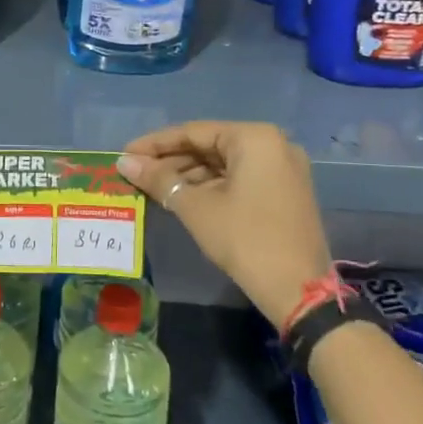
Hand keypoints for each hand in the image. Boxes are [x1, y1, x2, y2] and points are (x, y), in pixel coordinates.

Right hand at [117, 122, 331, 325]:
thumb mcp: (195, 207)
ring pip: (224, 163)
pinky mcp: (285, 192)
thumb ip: (158, 179)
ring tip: (153, 188)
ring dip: (188, 175)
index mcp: (254, 138)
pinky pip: (240, 178)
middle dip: (171, 161)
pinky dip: (211, 186)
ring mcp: (283, 169)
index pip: (193, 132)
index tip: (125, 154)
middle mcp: (274, 144)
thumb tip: (123, 162)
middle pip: (210, 145)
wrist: (299, 291)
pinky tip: (182, 198)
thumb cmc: (244, 239)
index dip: (155, 144)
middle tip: (136, 173)